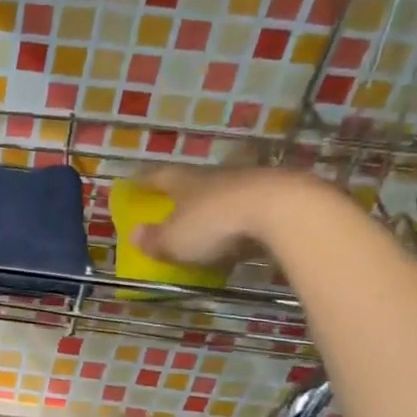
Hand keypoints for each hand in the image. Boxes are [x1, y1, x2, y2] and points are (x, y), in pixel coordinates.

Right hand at [129, 165, 314, 267]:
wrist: (283, 211)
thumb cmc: (215, 224)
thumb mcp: (175, 240)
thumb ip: (154, 239)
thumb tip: (134, 234)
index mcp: (186, 181)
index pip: (159, 177)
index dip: (145, 181)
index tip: (134, 183)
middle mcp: (216, 175)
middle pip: (195, 181)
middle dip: (184, 193)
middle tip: (174, 205)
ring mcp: (251, 182)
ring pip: (226, 191)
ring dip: (217, 205)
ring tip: (210, 223)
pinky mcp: (280, 195)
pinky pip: (252, 206)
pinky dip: (242, 218)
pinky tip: (243, 233)